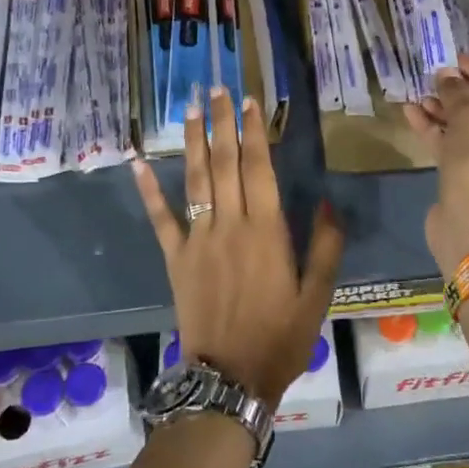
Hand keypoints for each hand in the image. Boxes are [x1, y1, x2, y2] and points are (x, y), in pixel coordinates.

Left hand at [132, 86, 343, 402]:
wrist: (230, 378)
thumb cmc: (280, 336)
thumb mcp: (318, 296)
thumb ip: (326, 247)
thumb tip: (329, 202)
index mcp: (267, 232)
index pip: (259, 169)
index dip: (254, 132)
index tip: (250, 101)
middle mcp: (231, 225)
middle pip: (224, 164)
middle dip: (222, 123)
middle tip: (217, 89)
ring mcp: (198, 239)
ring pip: (195, 180)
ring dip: (193, 142)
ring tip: (190, 109)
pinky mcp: (175, 257)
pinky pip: (160, 218)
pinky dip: (149, 189)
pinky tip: (139, 161)